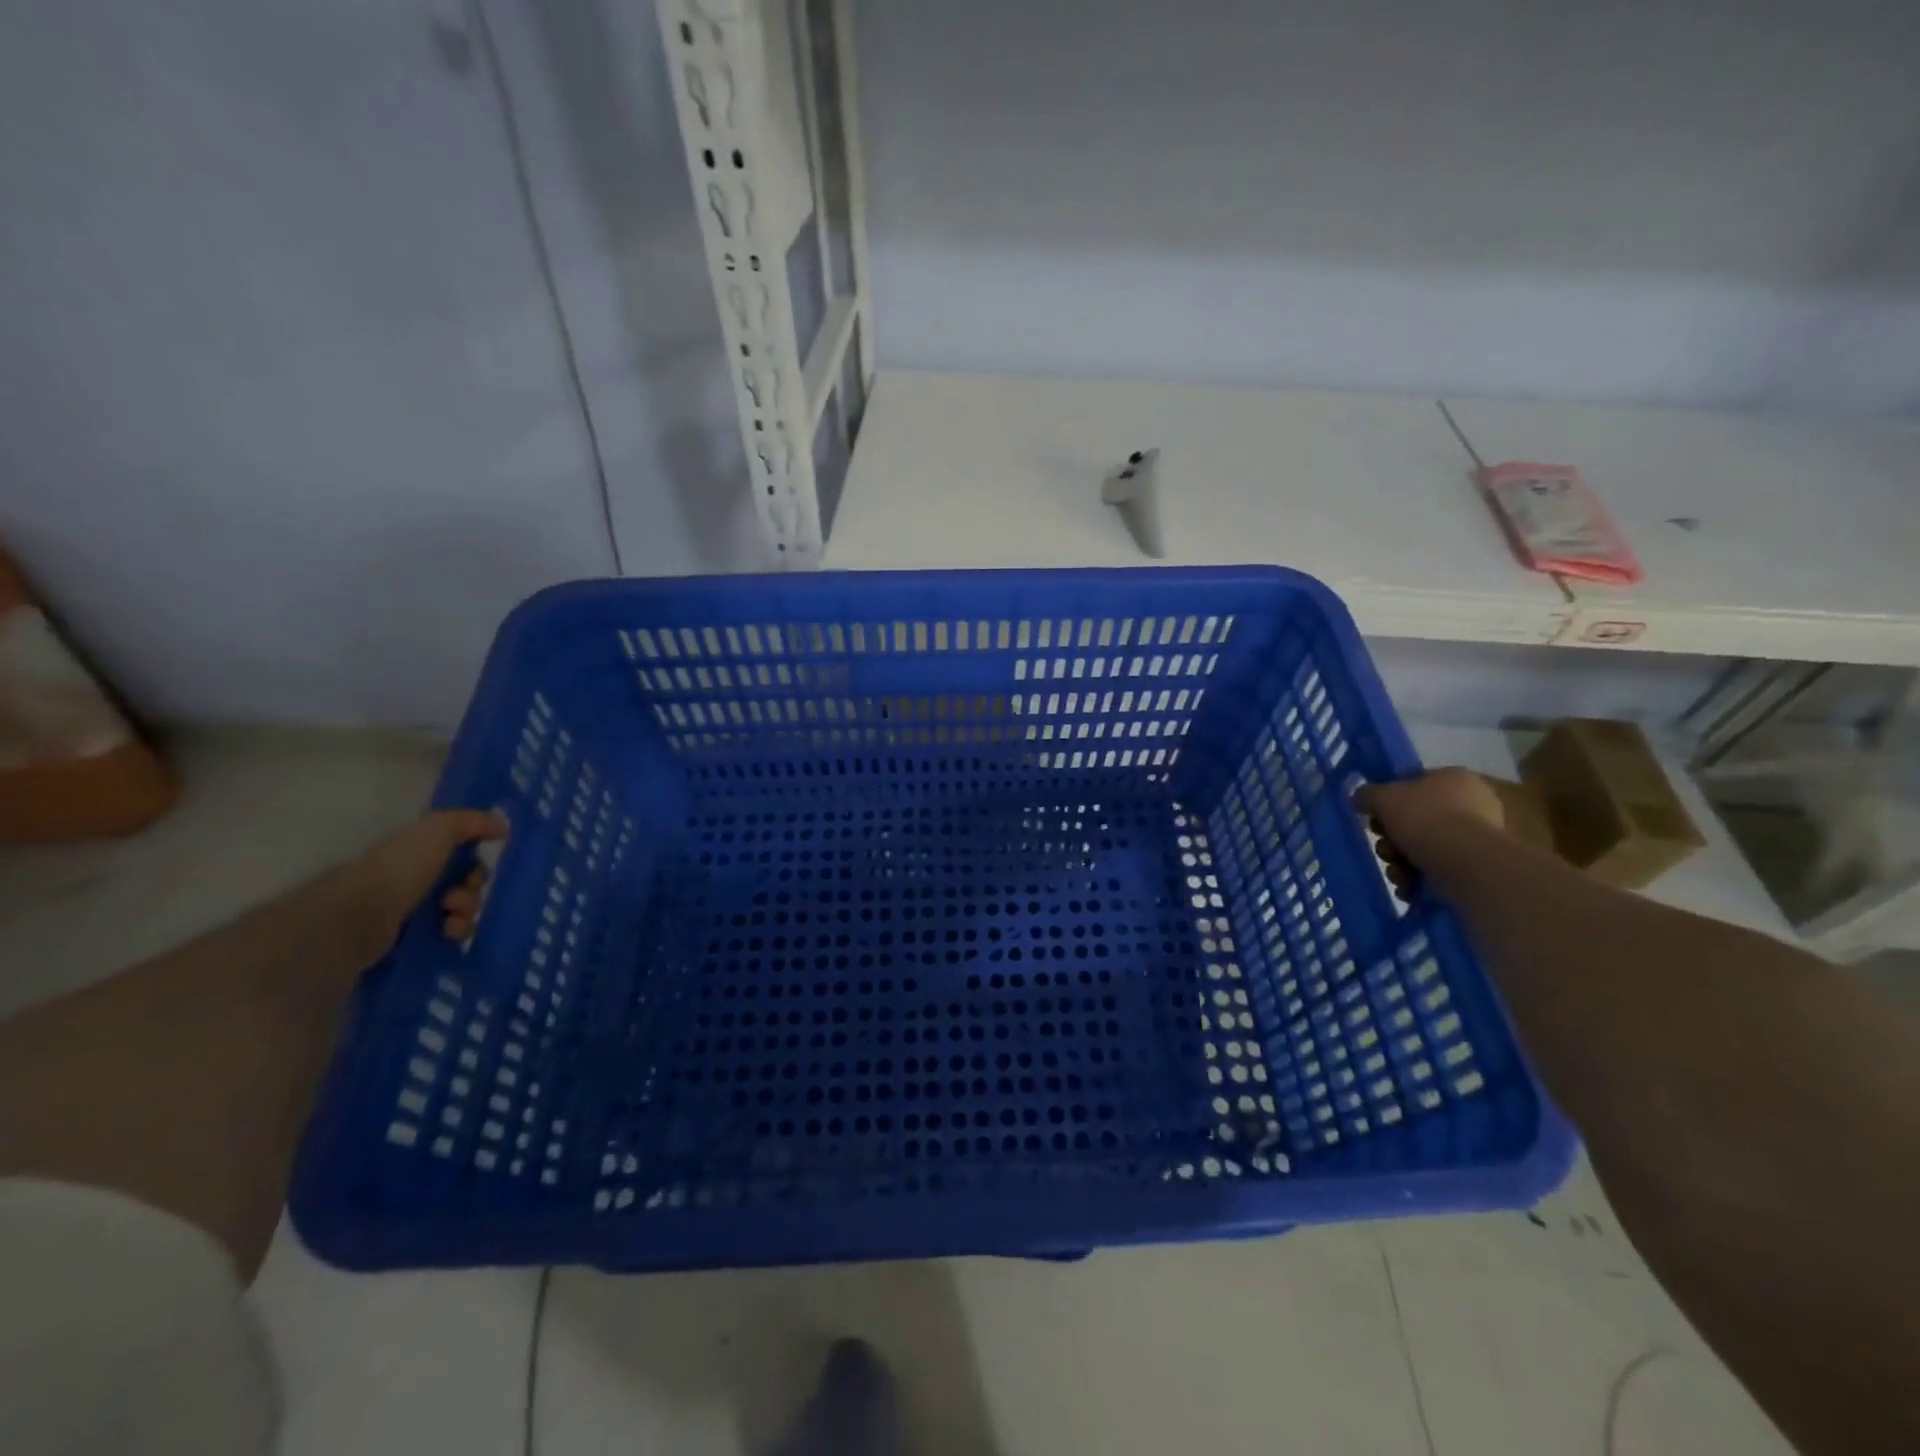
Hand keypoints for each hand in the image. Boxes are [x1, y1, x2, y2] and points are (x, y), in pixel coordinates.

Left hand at [334, 809, 507, 962]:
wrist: (359, 918)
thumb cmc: (400, 868)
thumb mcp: (439, 829)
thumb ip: (472, 821)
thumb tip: (503, 826)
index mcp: (418, 852)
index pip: (461, 854)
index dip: (476, 859)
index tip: (476, 866)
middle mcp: (415, 879)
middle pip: (466, 882)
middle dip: (474, 888)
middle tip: (460, 893)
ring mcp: (412, 910)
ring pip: (462, 909)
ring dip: (467, 910)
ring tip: (451, 916)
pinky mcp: (412, 939)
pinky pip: (451, 934)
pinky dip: (456, 931)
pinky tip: (447, 932)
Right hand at [1355, 768, 1504, 875]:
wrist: (1464, 864)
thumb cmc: (1424, 819)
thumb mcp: (1382, 797)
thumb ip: (1367, 794)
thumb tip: (1361, 798)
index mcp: (1454, 778)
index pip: (1413, 784)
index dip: (1388, 801)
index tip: (1374, 817)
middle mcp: (1471, 804)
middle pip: (1415, 820)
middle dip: (1392, 839)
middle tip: (1384, 849)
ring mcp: (1476, 838)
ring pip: (1423, 847)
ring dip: (1401, 862)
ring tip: (1397, 873)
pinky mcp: (1476, 867)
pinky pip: (1437, 869)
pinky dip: (1419, 879)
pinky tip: (1409, 886)